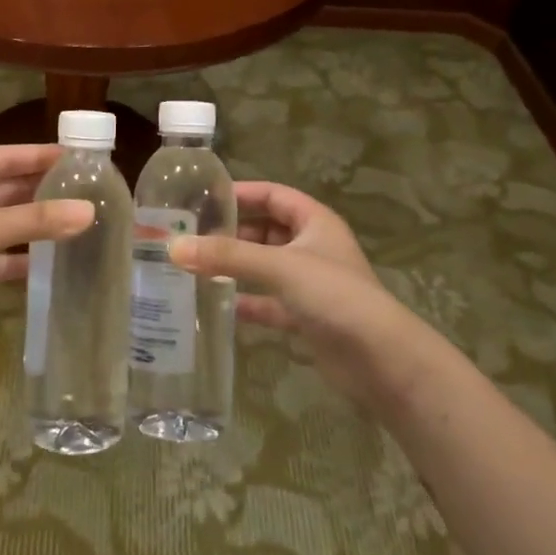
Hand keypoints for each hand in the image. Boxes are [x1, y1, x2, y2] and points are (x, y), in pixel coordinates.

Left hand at [0, 145, 92, 344]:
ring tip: (76, 226)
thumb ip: (37, 220)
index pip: (8, 156)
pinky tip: (47, 264)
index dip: (42, 156)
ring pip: (1, 222)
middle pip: (6, 188)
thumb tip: (89, 211)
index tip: (81, 159)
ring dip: (32, 225)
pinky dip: (16, 258)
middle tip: (87, 194)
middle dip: (43, 192)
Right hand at [169, 181, 424, 404]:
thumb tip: (174, 247)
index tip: (204, 197)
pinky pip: (268, 302)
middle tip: (191, 234)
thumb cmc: (335, 296)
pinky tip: (218, 305)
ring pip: (265, 266)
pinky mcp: (306, 317)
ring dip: (235, 266)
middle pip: (266, 230)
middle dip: (232, 232)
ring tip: (194, 266)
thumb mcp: (279, 267)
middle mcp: (313, 248)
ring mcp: (310, 284)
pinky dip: (246, 301)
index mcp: (315, 222)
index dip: (242, 193)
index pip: (274, 195)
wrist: (381, 361)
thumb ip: (227, 256)